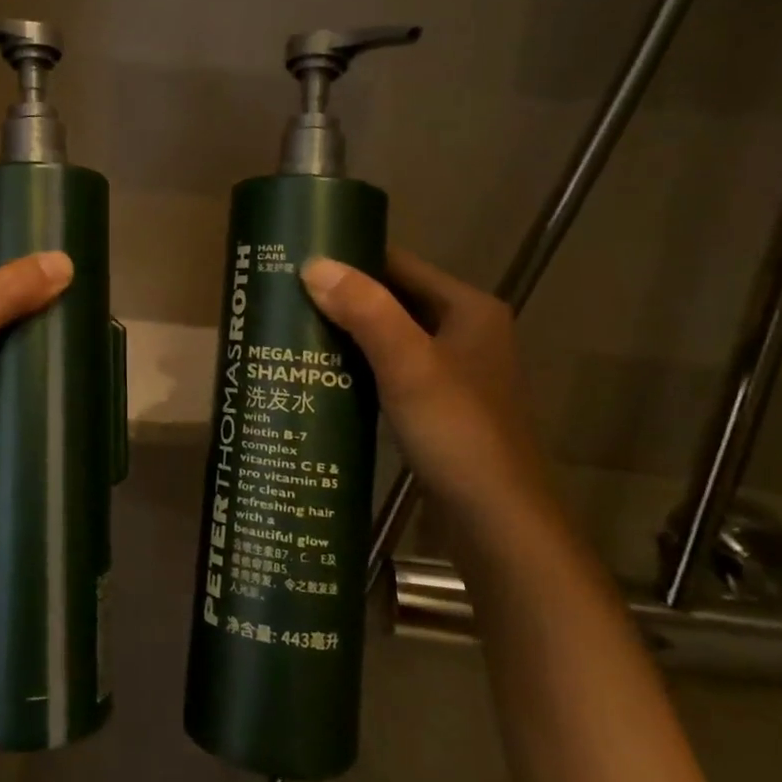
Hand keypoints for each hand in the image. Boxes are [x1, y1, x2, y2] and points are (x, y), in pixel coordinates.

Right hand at [301, 248, 539, 507]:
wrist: (497, 524)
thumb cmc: (458, 433)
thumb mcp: (409, 365)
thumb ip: (366, 311)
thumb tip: (313, 264)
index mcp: (468, 309)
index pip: (398, 264)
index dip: (350, 257)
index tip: (297, 259)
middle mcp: (464, 332)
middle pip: (392, 299)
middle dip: (341, 297)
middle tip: (283, 295)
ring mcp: (451, 372)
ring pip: (388, 337)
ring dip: (346, 333)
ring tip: (291, 329)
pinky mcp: (436, 407)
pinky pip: (389, 370)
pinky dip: (357, 366)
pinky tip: (319, 373)